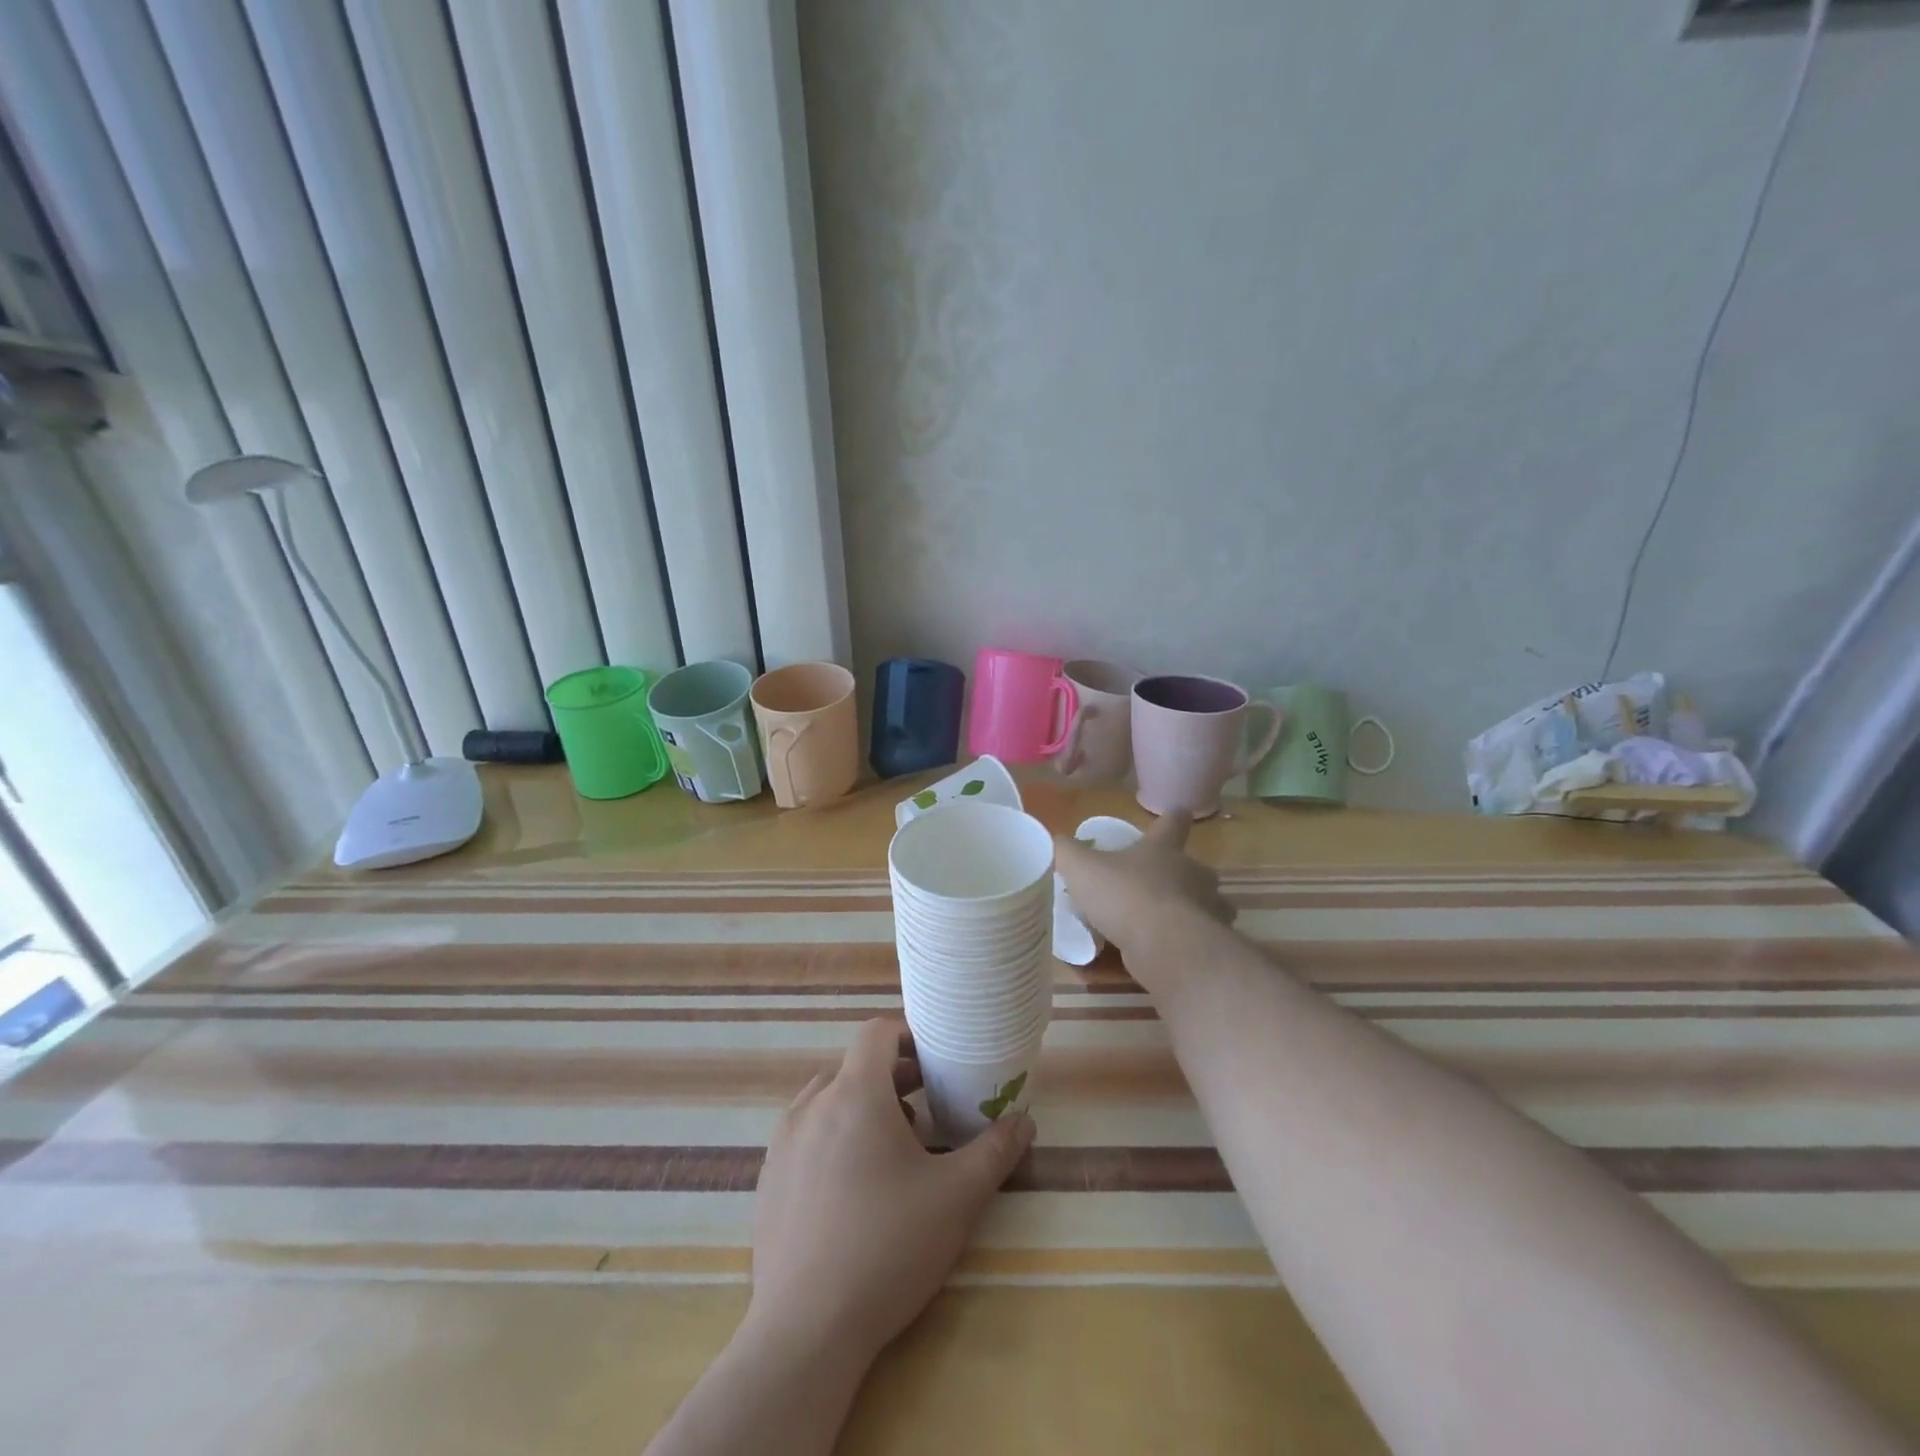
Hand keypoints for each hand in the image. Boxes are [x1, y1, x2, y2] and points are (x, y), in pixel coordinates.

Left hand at [748, 1019, 1034, 1366]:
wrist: (806, 1332)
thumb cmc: (888, 1247)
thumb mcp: (956, 1198)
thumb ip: (994, 1151)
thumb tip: (1023, 1122)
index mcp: (855, 1094)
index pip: (877, 1032)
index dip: (908, 1035)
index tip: (936, 1060)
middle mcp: (812, 1106)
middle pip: (855, 1068)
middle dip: (893, 1080)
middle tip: (927, 1111)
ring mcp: (783, 1143)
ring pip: (828, 1102)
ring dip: (862, 1109)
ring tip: (893, 1151)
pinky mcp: (768, 1180)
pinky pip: (805, 1137)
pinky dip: (832, 1139)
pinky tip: (853, 1190)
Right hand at [1053, 811, 1234, 990]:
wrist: (1165, 945)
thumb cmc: (1124, 895)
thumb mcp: (1082, 868)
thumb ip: (1066, 851)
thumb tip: (1055, 839)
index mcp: (1164, 848)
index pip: (1174, 821)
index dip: (1172, 818)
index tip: (1174, 815)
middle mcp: (1192, 873)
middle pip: (1194, 866)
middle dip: (1179, 874)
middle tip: (1154, 885)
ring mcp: (1206, 908)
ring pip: (1204, 903)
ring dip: (1189, 908)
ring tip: (1162, 922)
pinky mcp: (1209, 942)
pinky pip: (1199, 936)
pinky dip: (1187, 940)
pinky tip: (1168, 950)